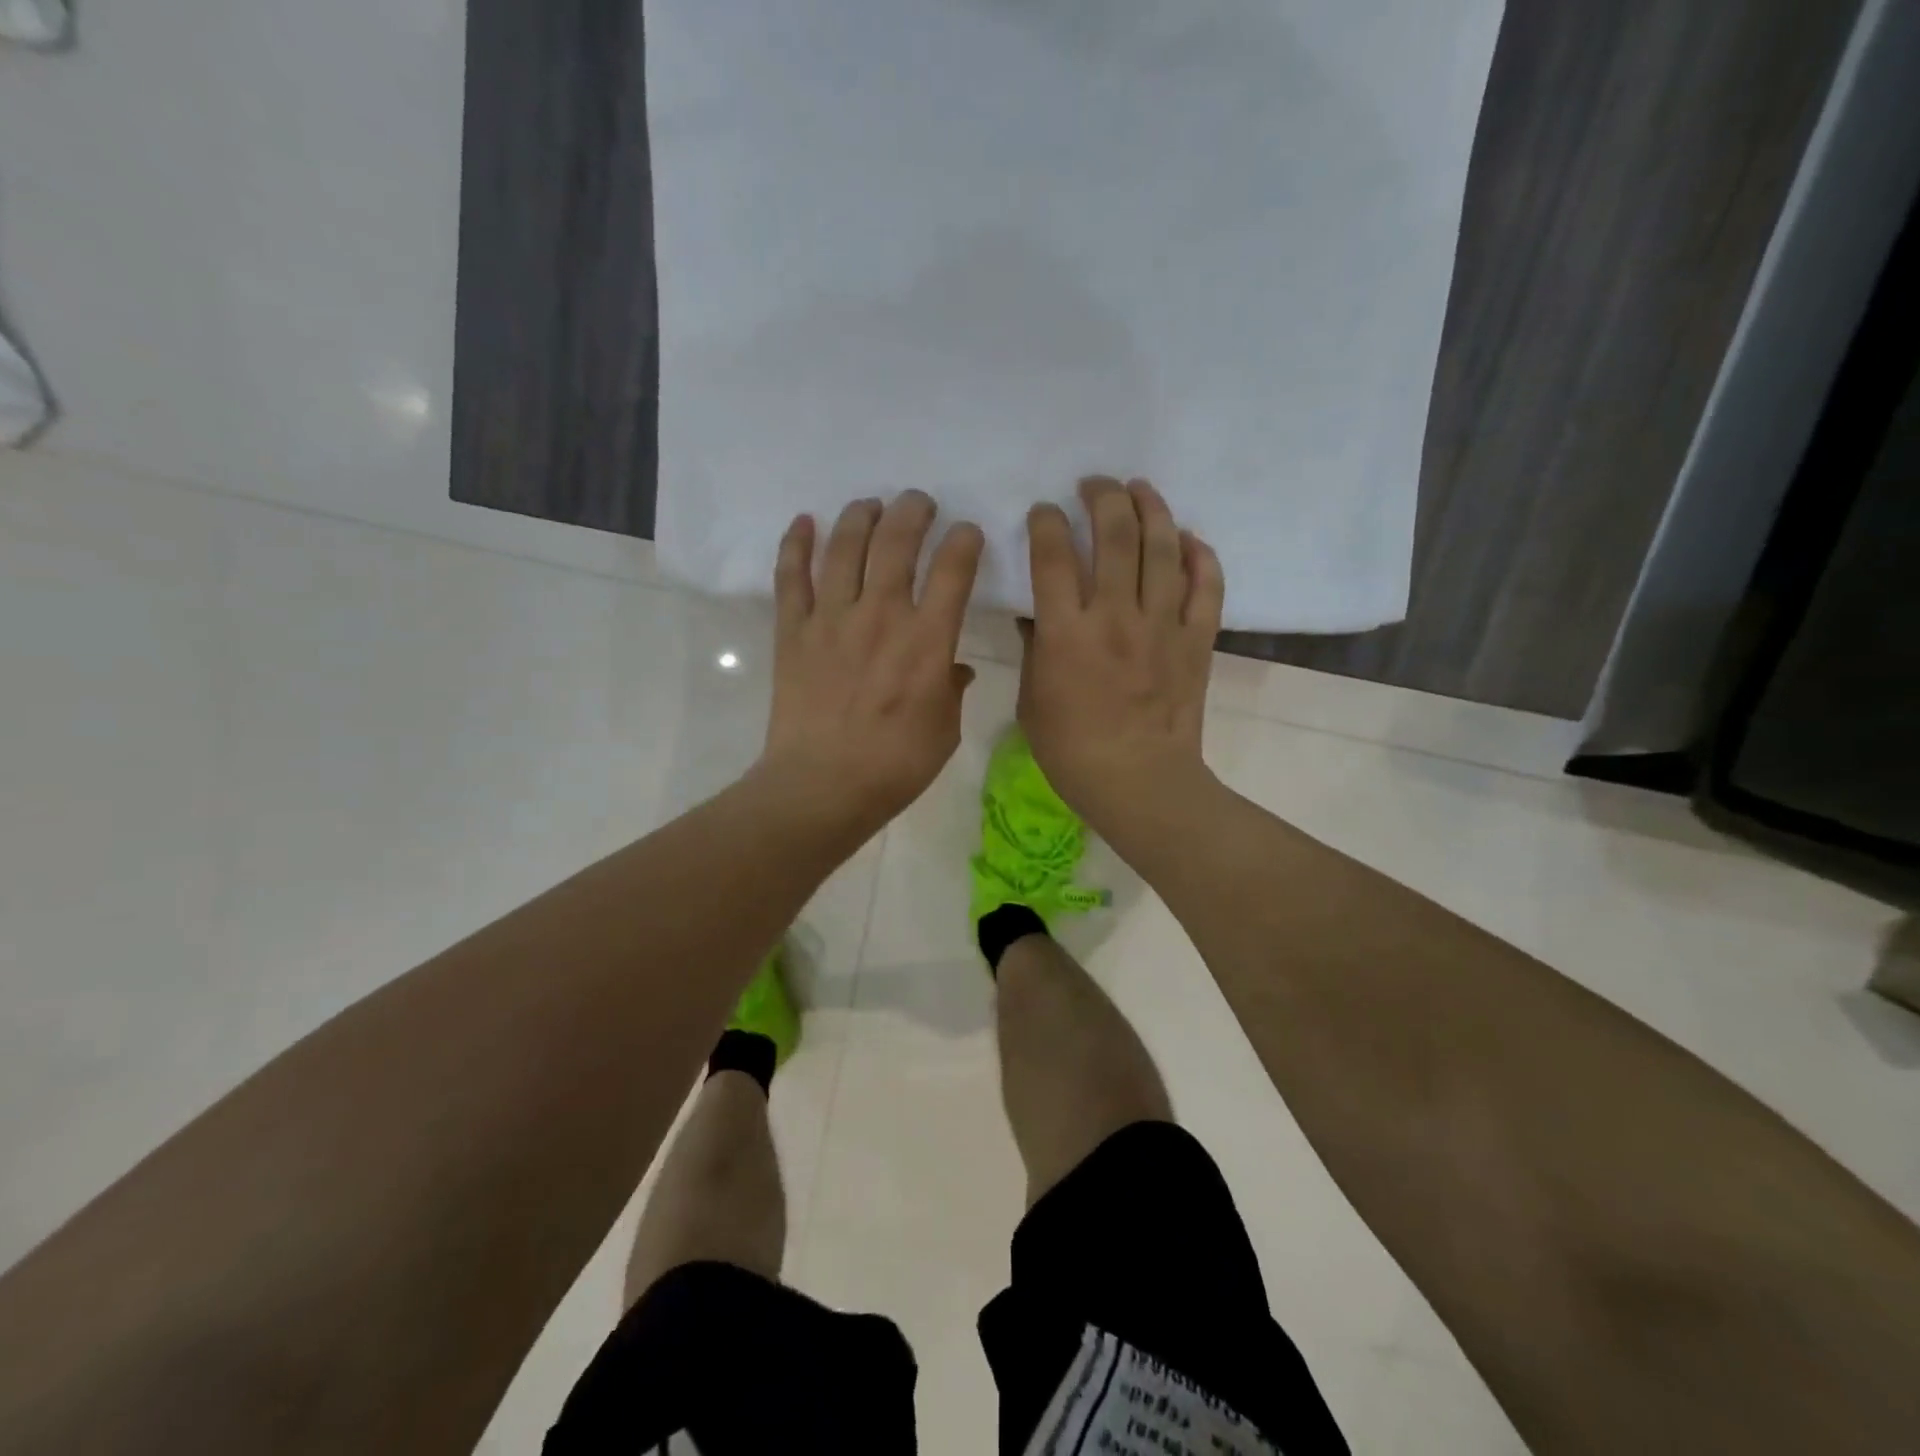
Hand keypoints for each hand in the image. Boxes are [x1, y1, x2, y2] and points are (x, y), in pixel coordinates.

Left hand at [760, 491, 983, 836]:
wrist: (822, 786)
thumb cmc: (895, 765)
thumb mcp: (945, 731)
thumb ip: (952, 690)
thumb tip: (957, 669)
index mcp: (927, 641)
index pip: (953, 571)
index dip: (964, 542)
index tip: (967, 533)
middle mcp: (881, 616)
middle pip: (896, 543)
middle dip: (912, 512)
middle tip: (919, 502)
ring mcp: (831, 619)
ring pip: (845, 548)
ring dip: (860, 516)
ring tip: (870, 504)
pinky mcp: (793, 632)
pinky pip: (791, 577)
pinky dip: (796, 544)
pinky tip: (804, 521)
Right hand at [1019, 477, 1223, 842]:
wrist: (1138, 781)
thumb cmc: (1072, 750)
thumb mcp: (1032, 700)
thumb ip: (1034, 649)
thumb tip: (1035, 613)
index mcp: (1067, 632)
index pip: (1052, 555)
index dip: (1046, 521)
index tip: (1044, 513)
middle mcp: (1115, 615)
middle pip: (1114, 533)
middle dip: (1102, 496)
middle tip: (1094, 485)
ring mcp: (1163, 624)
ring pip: (1163, 547)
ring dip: (1151, 508)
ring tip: (1140, 489)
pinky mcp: (1197, 640)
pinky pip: (1207, 586)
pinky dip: (1201, 556)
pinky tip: (1188, 539)